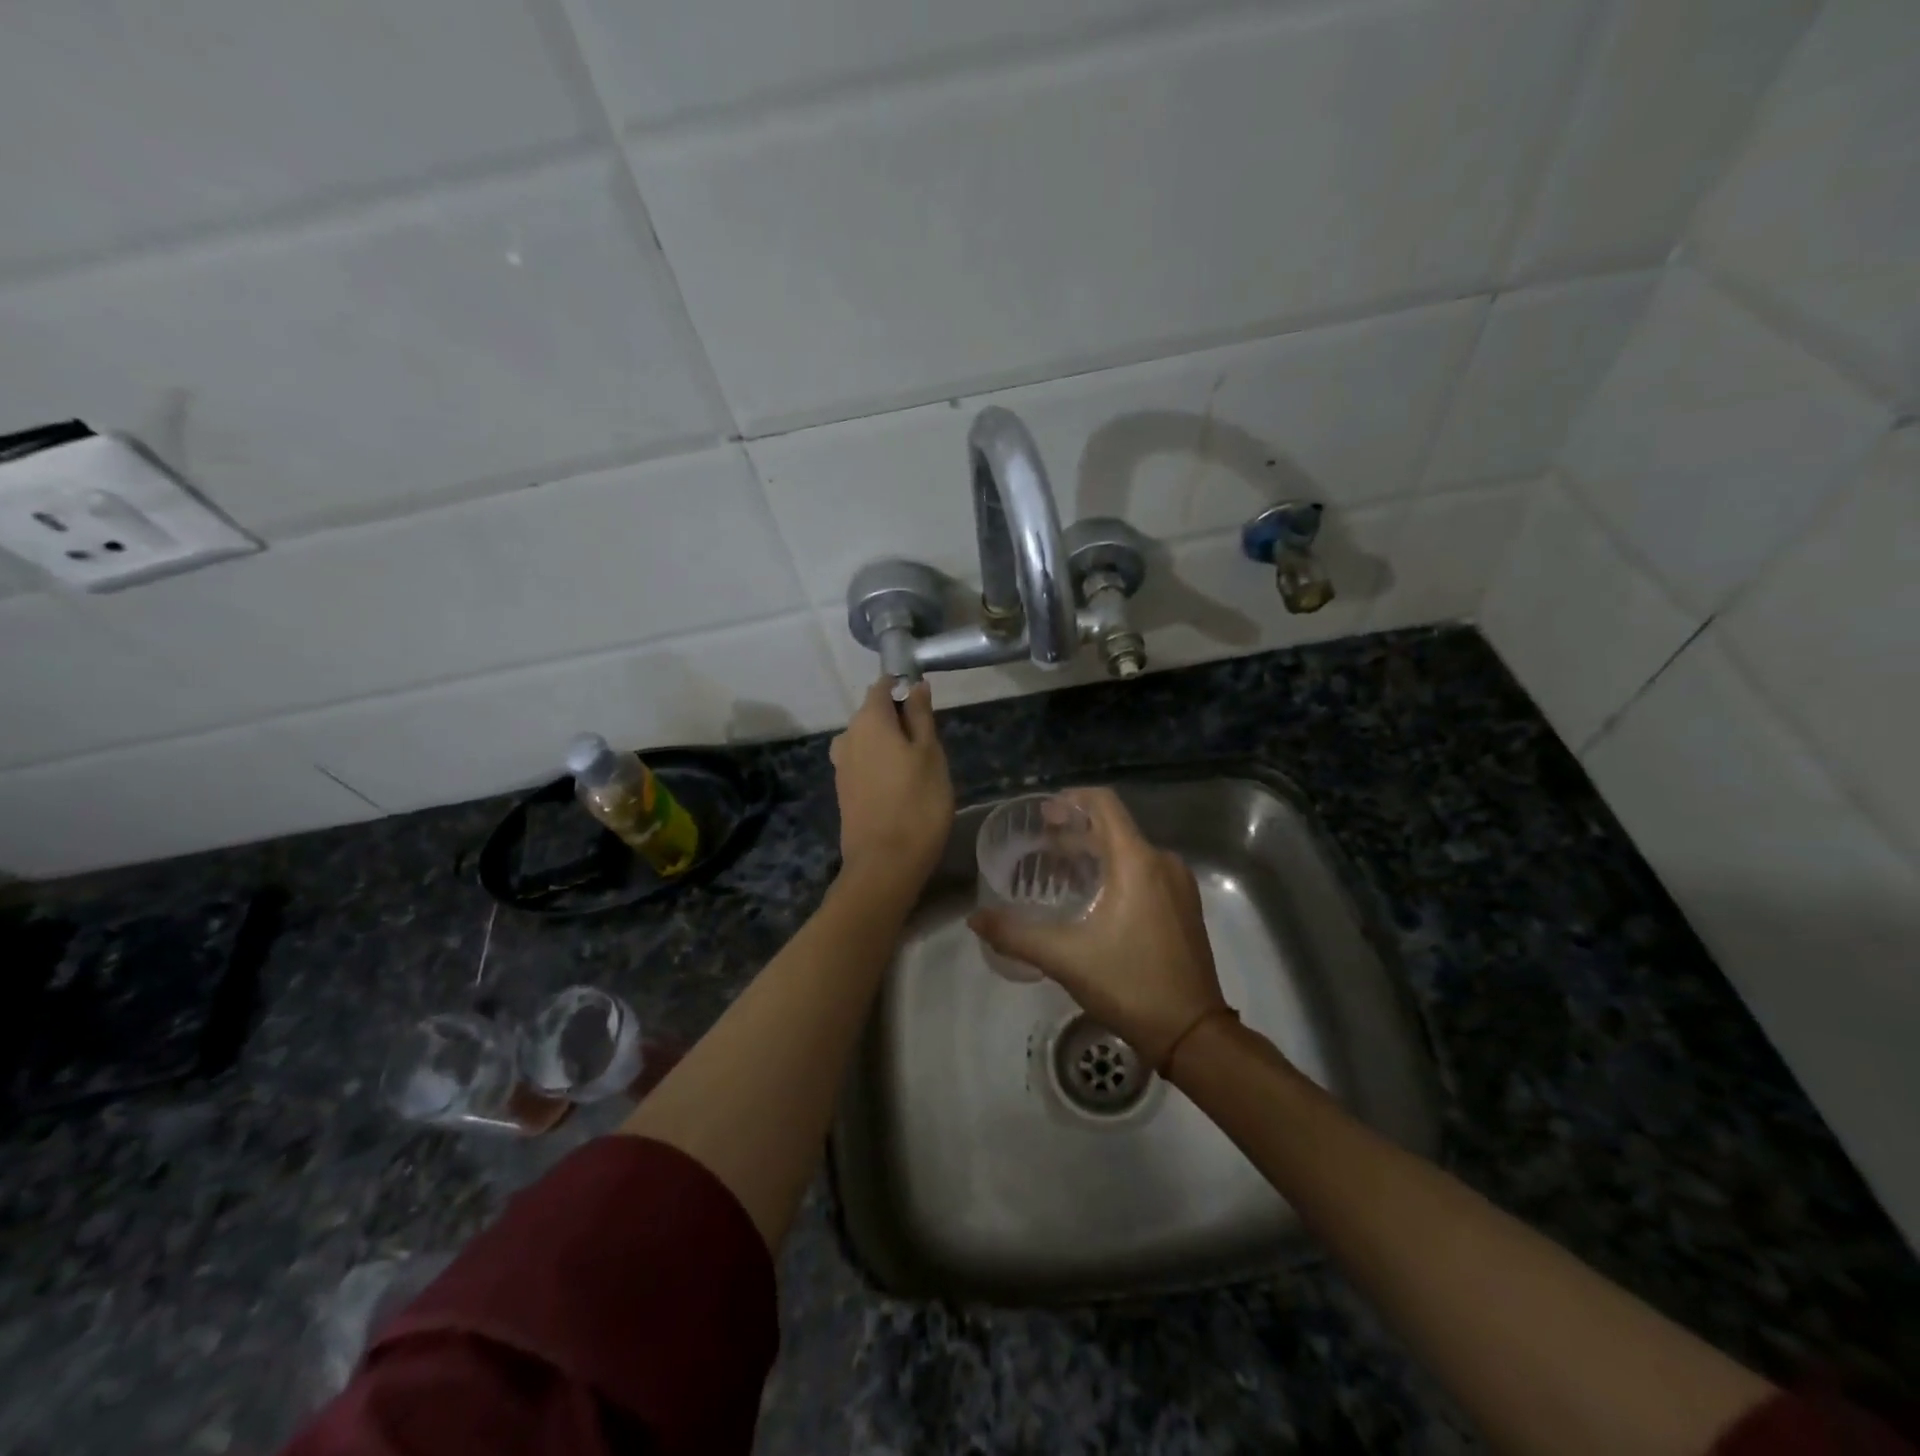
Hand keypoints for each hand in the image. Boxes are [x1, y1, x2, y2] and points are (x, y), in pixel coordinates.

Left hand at [829, 679, 953, 891]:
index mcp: (868, 720)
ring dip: (890, 746)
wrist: (884, 864)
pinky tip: (900, 788)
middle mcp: (847, 736)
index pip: (882, 687)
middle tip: (930, 746)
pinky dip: (881, 766)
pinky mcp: (843, 790)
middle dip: (899, 721)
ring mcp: (841, 765)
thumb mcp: (930, 754)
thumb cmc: (918, 803)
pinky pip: (864, 764)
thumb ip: (921, 716)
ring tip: (918, 771)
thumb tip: (915, 685)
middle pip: (874, 714)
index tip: (926, 708)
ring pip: (869, 741)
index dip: (904, 689)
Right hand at [969, 787, 1228, 1068]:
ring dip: (1094, 853)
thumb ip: (1015, 934)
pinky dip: (1115, 871)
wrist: (1192, 1033)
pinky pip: (1145, 871)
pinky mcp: (1184, 906)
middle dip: (1075, 831)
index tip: (1043, 814)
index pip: (1104, 804)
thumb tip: (975, 919)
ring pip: (1129, 851)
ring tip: (1060, 869)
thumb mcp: (1064, 958)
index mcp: (1137, 861)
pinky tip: (1092, 896)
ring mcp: (1178, 885)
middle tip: (1041, 843)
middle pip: (1114, 828)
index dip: (1071, 799)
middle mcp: (1162, 862)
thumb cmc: (1129, 984)